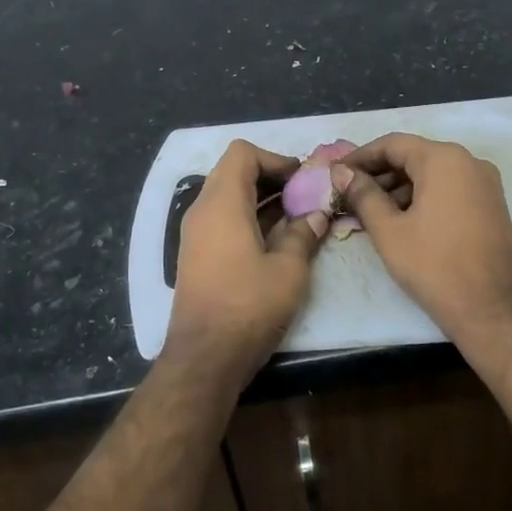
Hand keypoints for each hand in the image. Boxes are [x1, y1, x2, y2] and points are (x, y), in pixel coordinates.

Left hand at [167, 141, 328, 380]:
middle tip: (305, 196)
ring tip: (297, 217)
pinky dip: (248, 218)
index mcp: (222, 203)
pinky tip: (276, 240)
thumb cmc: (249, 306)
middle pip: (234, 172)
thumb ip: (303, 234)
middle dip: (272, 178)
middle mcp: (202, 210)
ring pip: (228, 197)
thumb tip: (316, 214)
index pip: (242, 153)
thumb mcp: (288, 270)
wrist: (205, 357)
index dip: (275, 158)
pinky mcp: (196, 255)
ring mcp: (195, 234)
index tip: (302, 179)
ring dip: (261, 199)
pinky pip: (222, 220)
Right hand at [331, 133, 511, 356]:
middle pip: (413, 156)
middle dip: (378, 174)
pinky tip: (400, 221)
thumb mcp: (389, 230)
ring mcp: (485, 184)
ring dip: (398, 188)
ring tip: (369, 213)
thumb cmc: (435, 266)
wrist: (494, 311)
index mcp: (444, 159)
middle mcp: (469, 162)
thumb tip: (341, 172)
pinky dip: (422, 198)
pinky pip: (449, 189)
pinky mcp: (491, 206)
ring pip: (431, 174)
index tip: (336, 174)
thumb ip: (362, 194)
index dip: (360, 157)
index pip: (392, 144)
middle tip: (348, 196)